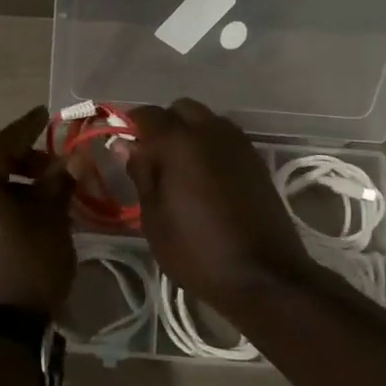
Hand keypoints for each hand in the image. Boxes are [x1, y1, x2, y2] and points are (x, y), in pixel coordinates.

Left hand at [0, 106, 75, 314]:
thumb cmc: (27, 266)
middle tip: (43, 165)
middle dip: (12, 155)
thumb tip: (69, 161)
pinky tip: (13, 215)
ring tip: (34, 193)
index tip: (45, 115)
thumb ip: (57, 183)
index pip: (2, 141)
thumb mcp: (50, 220)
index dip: (27, 127)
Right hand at [126, 99, 316, 313]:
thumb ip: (141, 173)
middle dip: (163, 124)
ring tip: (178, 168)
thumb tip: (127, 145)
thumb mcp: (154, 217)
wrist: (263, 276)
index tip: (122, 145)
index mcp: (180, 143)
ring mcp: (239, 145)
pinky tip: (204, 177)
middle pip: (181, 109)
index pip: (147, 114)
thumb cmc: (196, 251)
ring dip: (189, 133)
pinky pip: (226, 139)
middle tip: (151, 157)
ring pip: (207, 120)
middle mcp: (212, 132)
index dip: (130, 125)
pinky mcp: (256, 161)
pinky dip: (210, 146)